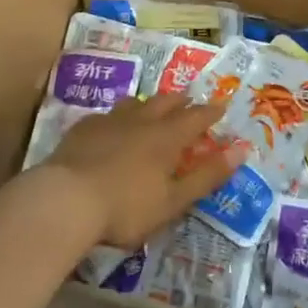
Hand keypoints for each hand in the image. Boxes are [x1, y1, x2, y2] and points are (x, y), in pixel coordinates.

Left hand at [46, 92, 243, 246]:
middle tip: (188, 100)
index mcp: (166, 137)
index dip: (210, 112)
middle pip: (165, 102)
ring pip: (135, 103)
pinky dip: (117, 117)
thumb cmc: (126, 207)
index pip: (196, 118)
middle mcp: (141, 120)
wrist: (66, 199)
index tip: (221, 105)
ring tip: (151, 106)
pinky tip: (111, 125)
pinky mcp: (83, 129)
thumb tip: (241, 151)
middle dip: (180, 101)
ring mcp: (109, 121)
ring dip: (148, 103)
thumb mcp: (173, 200)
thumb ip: (207, 176)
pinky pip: (106, 115)